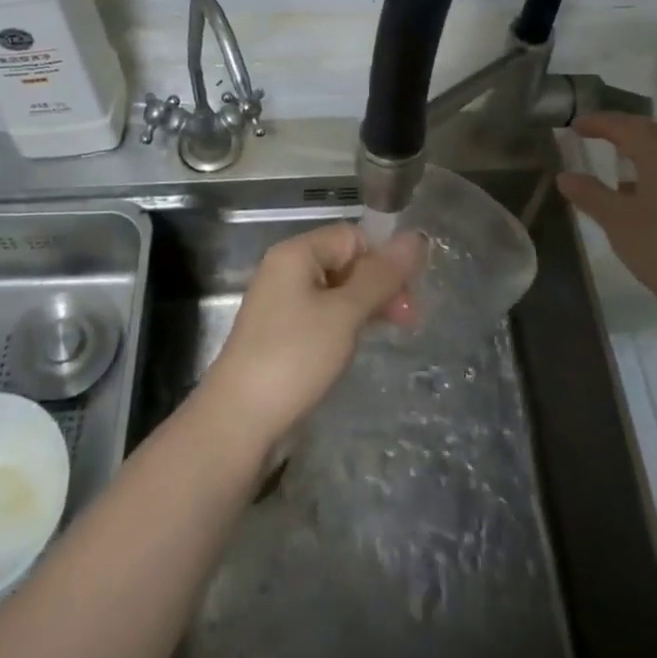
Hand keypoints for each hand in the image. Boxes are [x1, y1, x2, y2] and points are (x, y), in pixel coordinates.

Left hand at [203, 223, 426, 446]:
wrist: (239, 421)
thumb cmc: (295, 357)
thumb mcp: (345, 312)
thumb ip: (381, 275)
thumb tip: (417, 237)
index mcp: (296, 253)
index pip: (353, 237)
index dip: (383, 259)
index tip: (408, 295)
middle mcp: (286, 271)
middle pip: (346, 261)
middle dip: (380, 285)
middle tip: (408, 320)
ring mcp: (282, 303)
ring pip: (337, 291)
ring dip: (367, 306)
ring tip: (392, 332)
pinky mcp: (282, 334)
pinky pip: (323, 315)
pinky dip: (346, 324)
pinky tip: (358, 344)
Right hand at [556, 113, 656, 321]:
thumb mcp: (616, 220)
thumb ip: (589, 194)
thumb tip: (564, 176)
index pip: (629, 128)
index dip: (601, 122)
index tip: (575, 124)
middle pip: (651, 132)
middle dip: (621, 127)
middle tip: (593, 131)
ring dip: (637, 147)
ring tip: (610, 156)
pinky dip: (648, 168)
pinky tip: (633, 191)